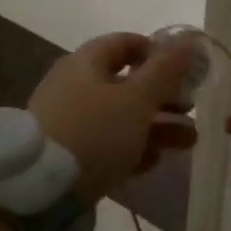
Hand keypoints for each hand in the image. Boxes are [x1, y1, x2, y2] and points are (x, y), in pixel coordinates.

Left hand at [28, 33, 198, 204]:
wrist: (38, 189)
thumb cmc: (94, 132)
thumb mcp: (137, 99)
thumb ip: (166, 71)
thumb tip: (190, 41)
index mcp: (85, 63)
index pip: (125, 43)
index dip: (157, 51)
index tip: (185, 69)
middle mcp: (74, 86)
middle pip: (126, 83)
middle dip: (164, 96)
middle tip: (192, 109)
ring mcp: (68, 122)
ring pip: (120, 117)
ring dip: (156, 126)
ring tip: (189, 141)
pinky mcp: (67, 155)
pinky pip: (106, 144)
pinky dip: (132, 148)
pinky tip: (156, 162)